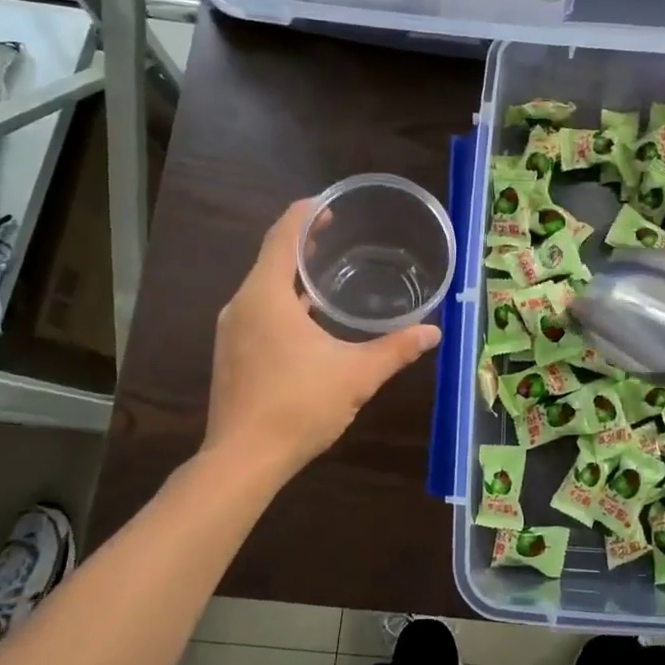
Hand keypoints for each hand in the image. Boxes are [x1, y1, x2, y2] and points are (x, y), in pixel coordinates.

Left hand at [205, 200, 440, 478]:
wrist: (243, 460)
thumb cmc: (299, 406)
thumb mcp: (356, 375)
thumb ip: (396, 349)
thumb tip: (433, 332)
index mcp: (266, 296)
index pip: (283, 236)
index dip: (306, 214)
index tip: (331, 204)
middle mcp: (241, 305)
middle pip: (271, 258)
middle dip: (303, 243)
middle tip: (337, 233)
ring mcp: (231, 331)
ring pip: (263, 287)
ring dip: (292, 274)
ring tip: (326, 271)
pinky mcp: (231, 354)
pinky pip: (258, 311)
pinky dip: (283, 302)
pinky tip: (309, 319)